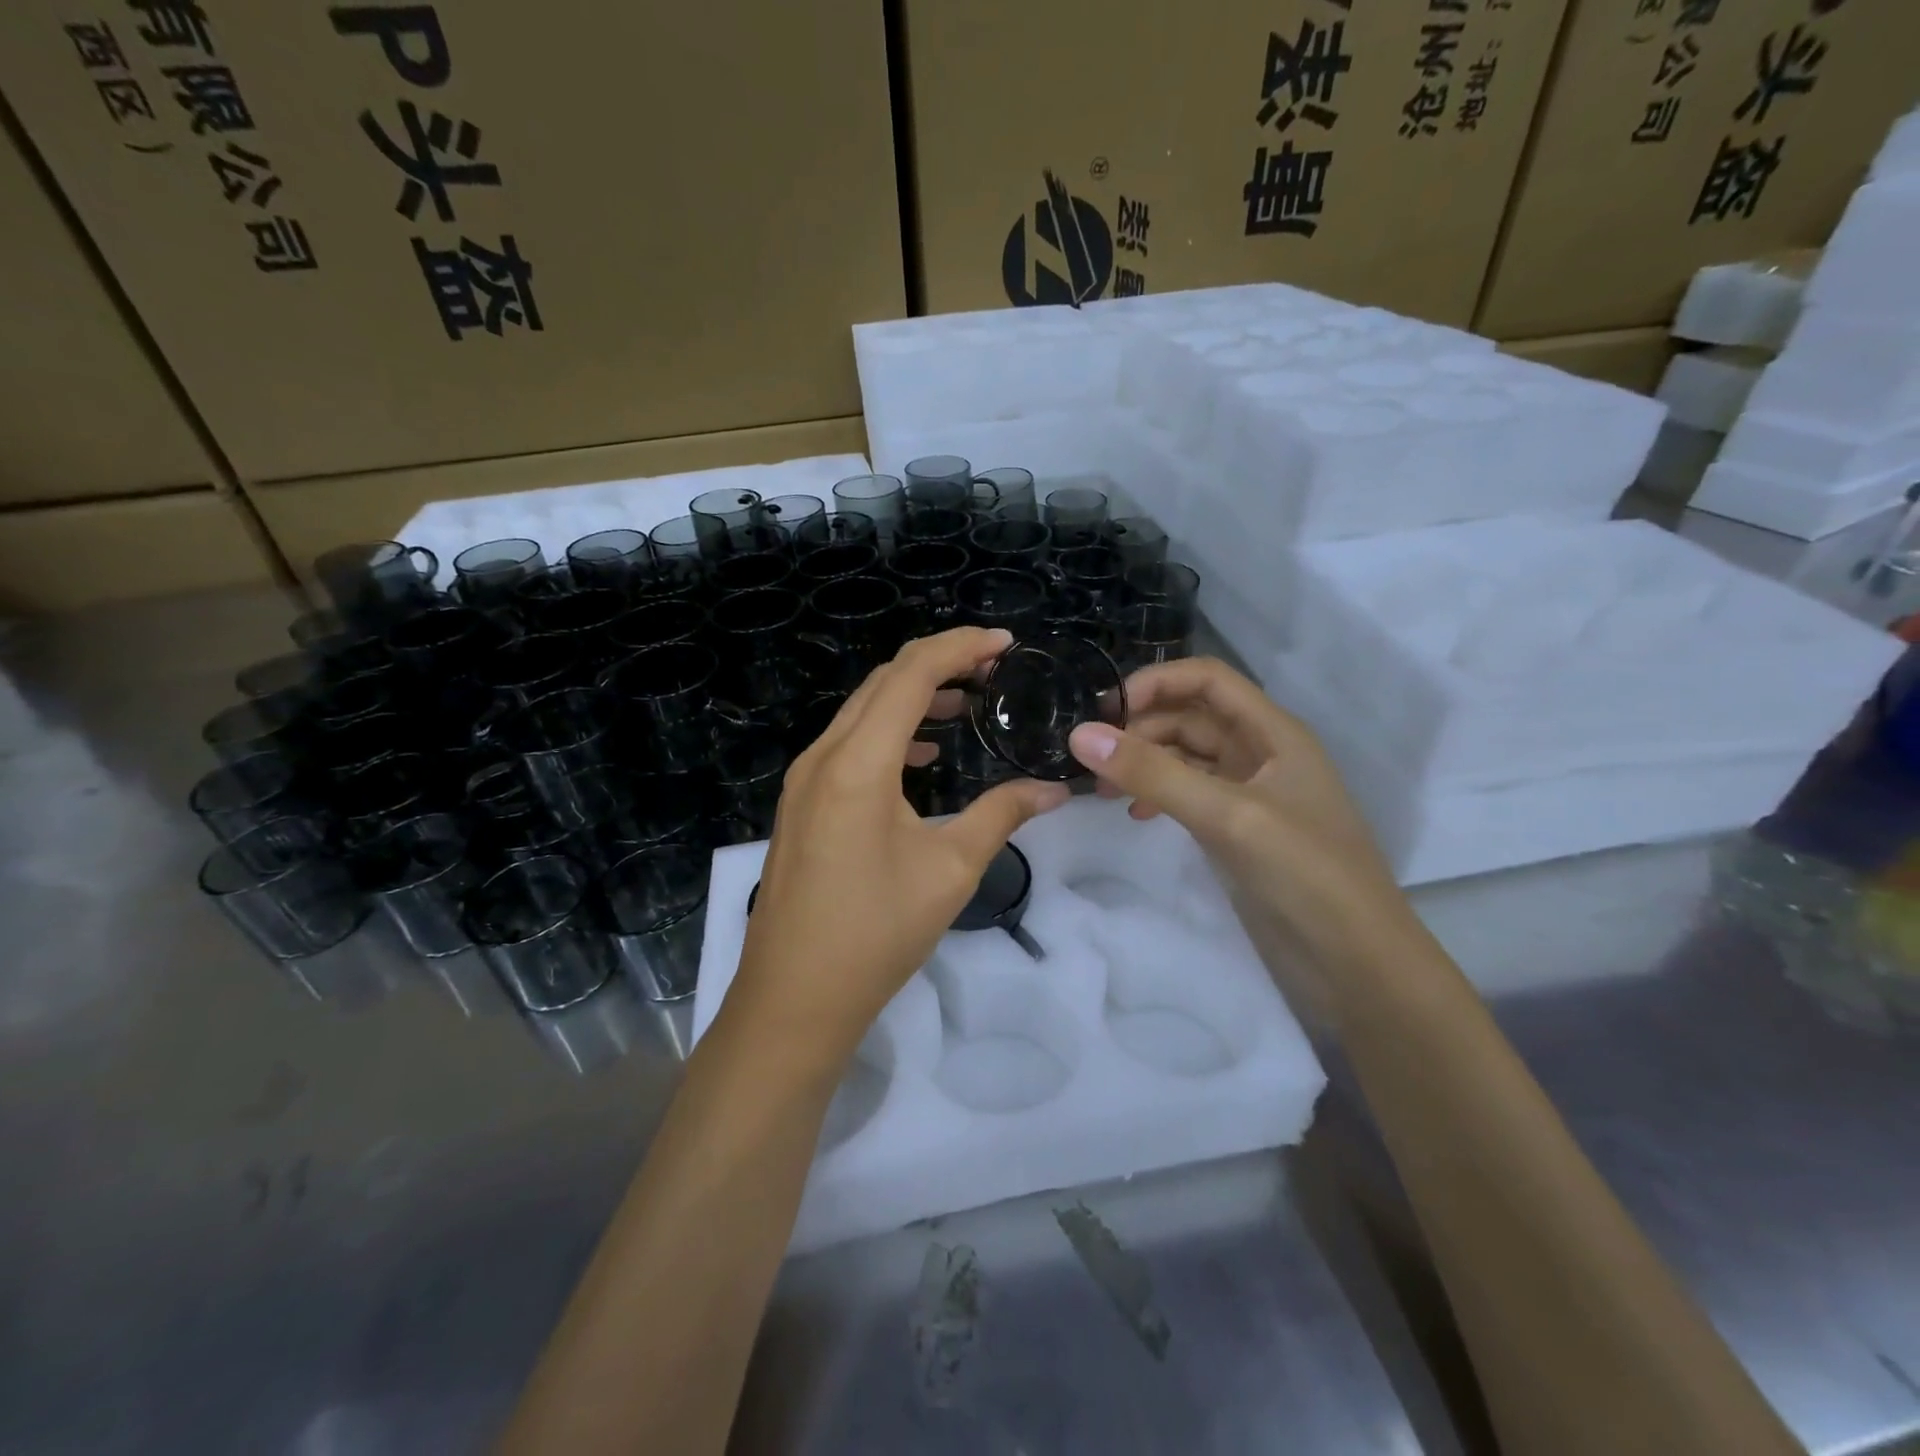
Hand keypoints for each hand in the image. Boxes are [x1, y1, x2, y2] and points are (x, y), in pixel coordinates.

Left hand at [726, 628, 1069, 1068]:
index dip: (960, 647)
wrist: (794, 998)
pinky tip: (923, 755)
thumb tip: (1054, 790)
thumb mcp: (951, 870)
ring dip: (912, 696)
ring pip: (862, 711)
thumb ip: (1002, 815)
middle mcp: (823, 756)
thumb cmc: (876, 933)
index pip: (911, 674)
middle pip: (882, 682)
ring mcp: (804, 780)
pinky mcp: (802, 803)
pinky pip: (848, 744)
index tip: (1004, 644)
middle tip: (992, 669)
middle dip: (939, 664)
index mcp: (858, 762)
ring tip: (966, 703)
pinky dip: (889, 731)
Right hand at [1068, 657, 1416, 1017]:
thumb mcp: (1227, 816)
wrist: (1357, 962)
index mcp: (1273, 732)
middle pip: (1191, 717)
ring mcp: (1251, 794)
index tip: (1104, 713)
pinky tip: (1137, 816)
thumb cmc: (1304, 874)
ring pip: (1187, 757)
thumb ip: (1154, 774)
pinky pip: (1190, 795)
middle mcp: (1261, 753)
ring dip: (1145, 764)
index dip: (1155, 683)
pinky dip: (1159, 796)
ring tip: (1105, 791)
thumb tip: (1080, 736)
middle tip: (1092, 760)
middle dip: (1141, 730)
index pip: (1206, 680)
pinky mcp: (1240, 830)